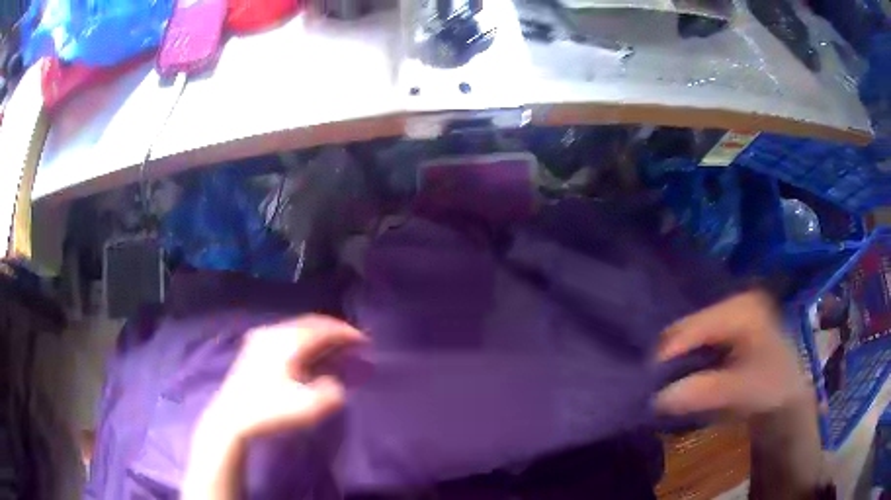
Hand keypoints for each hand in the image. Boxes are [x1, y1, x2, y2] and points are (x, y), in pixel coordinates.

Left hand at [200, 315, 365, 440]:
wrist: (232, 417)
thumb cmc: (270, 410)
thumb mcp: (308, 407)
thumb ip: (331, 392)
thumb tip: (333, 383)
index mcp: (288, 341)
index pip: (323, 328)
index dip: (347, 332)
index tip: (365, 341)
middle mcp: (274, 332)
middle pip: (310, 323)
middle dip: (333, 330)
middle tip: (352, 340)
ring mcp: (261, 338)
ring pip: (297, 328)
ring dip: (318, 335)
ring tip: (333, 346)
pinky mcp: (254, 348)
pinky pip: (287, 335)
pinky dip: (304, 340)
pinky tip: (308, 353)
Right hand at [655, 290, 810, 416]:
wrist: (787, 397)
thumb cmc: (770, 389)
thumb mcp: (740, 391)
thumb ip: (702, 391)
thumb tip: (656, 397)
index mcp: (741, 307)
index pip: (694, 326)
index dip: (668, 352)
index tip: (644, 381)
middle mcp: (733, 301)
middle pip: (688, 326)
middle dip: (668, 355)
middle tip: (649, 384)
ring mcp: (731, 313)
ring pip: (689, 334)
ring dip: (674, 359)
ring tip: (659, 381)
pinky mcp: (728, 328)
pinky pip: (696, 340)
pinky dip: (684, 359)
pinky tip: (678, 375)